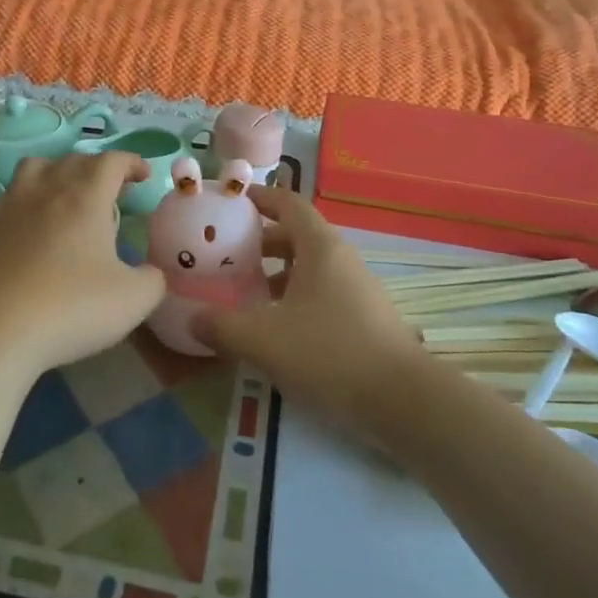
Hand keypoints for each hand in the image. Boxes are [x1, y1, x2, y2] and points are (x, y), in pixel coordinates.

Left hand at [0, 152, 165, 372]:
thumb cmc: (72, 307)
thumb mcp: (134, 300)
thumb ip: (152, 280)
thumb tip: (151, 273)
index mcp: (87, 197)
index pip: (112, 161)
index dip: (132, 162)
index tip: (144, 176)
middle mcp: (48, 189)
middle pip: (74, 159)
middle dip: (98, 168)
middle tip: (112, 192)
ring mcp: (13, 206)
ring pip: (36, 167)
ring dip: (57, 171)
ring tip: (68, 195)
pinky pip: (11, 195)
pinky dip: (28, 197)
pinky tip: (33, 223)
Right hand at [193, 185, 426, 442]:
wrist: (404, 401)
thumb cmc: (330, 353)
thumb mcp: (264, 340)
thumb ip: (222, 327)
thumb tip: (193, 319)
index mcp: (320, 248)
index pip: (289, 204)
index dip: (260, 197)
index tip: (233, 200)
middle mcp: (342, 259)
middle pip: (298, 236)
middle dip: (262, 242)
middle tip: (228, 255)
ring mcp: (358, 289)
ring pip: (311, 268)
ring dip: (278, 274)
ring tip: (247, 293)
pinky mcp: (365, 318)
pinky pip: (323, 293)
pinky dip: (296, 298)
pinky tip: (278, 329)